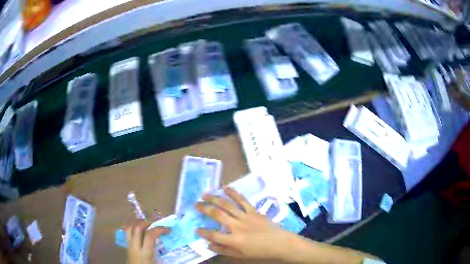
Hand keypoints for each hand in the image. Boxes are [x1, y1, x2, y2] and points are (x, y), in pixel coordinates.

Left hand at [125, 220, 168, 263]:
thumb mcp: (156, 261)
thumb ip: (157, 249)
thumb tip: (162, 239)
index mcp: (145, 252)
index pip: (150, 235)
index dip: (159, 229)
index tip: (167, 229)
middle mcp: (135, 246)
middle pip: (138, 227)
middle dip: (147, 222)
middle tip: (156, 222)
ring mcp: (129, 244)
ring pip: (129, 227)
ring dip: (137, 222)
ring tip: (145, 221)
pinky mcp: (126, 245)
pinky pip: (126, 231)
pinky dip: (131, 226)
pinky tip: (136, 226)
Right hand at [196, 187, 290, 258]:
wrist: (279, 242)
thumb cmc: (259, 251)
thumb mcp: (240, 254)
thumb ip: (223, 250)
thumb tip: (208, 245)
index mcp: (234, 239)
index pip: (213, 235)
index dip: (202, 232)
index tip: (196, 229)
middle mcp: (237, 226)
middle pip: (217, 215)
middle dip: (204, 209)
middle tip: (195, 205)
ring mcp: (246, 216)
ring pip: (227, 205)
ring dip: (214, 198)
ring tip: (204, 194)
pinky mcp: (253, 211)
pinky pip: (242, 200)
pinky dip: (233, 193)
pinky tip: (225, 187)